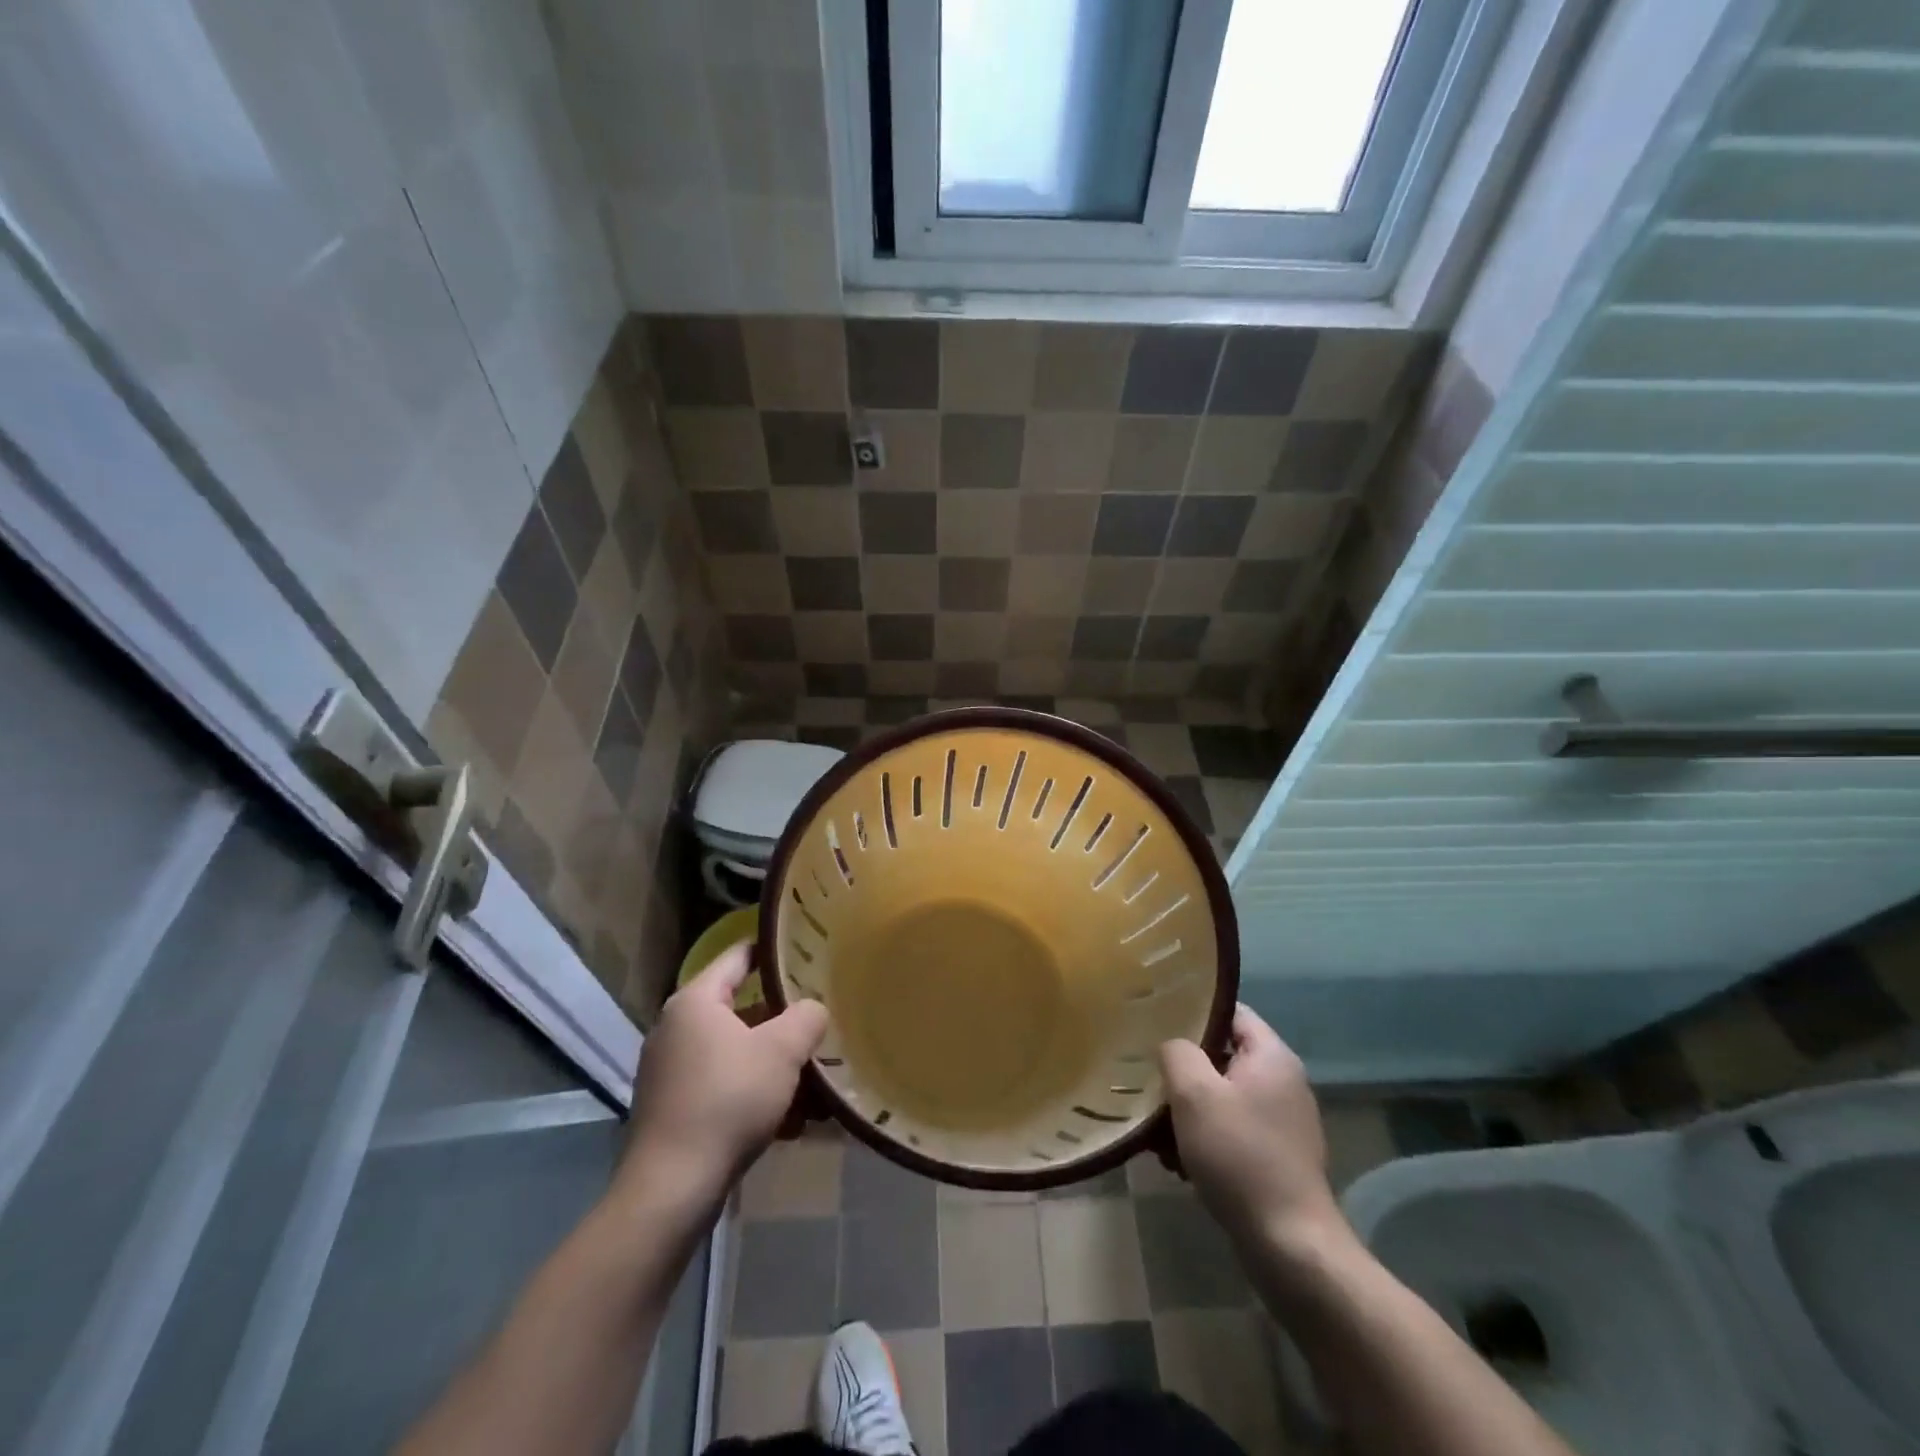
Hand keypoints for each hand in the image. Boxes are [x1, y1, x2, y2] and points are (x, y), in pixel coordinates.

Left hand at [619, 944, 827, 1211]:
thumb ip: (806, 1017)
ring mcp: (671, 1070)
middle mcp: (676, 1027)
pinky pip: (724, 1086)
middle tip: (820, 1022)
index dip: (773, 951)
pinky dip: (755, 1095)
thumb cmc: (727, 1101)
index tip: (808, 950)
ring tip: (815, 1084)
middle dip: (783, 1021)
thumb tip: (812, 1010)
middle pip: (741, 1009)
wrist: (671, 1189)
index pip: (739, 956)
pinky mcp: (673, 1108)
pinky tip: (790, 1123)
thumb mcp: (782, 1051)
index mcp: (695, 1001)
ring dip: (774, 1065)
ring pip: (736, 1053)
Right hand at [1159, 1005, 1343, 1252]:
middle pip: (1222, 1056)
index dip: (1191, 1012)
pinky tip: (1178, 1163)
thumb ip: (1176, 1052)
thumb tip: (1172, 1046)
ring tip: (1157, 1133)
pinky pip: (1231, 1130)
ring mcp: (1283, 1122)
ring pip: (1222, 1097)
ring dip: (1188, 1110)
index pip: (1229, 1011)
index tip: (1155, 1023)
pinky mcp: (1277, 1156)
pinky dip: (1204, 1139)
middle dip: (1183, 1071)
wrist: (1290, 1245)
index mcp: (1272, 1056)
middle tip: (1149, 1081)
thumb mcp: (1194, 1093)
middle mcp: (1283, 1081)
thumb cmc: (1240, 1156)